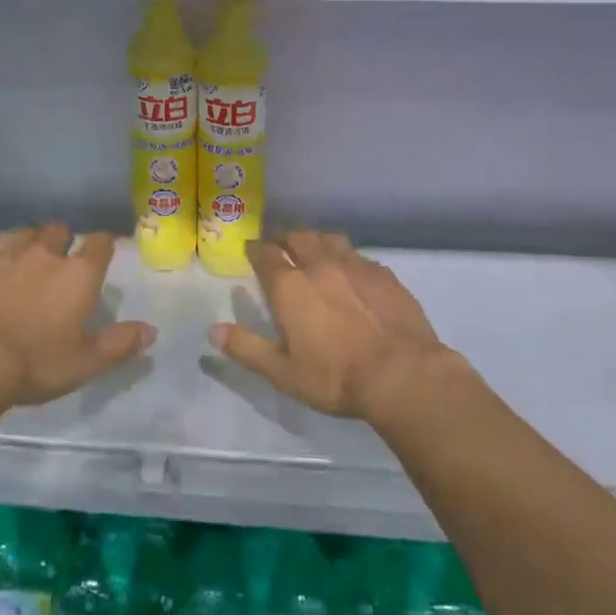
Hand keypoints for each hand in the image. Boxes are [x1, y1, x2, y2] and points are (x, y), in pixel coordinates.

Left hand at [0, 224, 154, 408]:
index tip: (105, 250)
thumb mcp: (86, 362)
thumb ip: (120, 344)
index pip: (100, 243)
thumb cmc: (36, 363)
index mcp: (79, 274)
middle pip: (59, 230)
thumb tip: (150, 331)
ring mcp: (7, 255)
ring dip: (30, 240)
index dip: (104, 244)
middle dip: (64, 239)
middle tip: (62, 259)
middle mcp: (45, 254)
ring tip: (29, 255)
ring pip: (24, 232)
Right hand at [210, 232, 450, 420]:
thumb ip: (246, 348)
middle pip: (298, 237)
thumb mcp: (282, 372)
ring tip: (313, 250)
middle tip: (280, 246)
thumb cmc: (335, 377)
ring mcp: (355, 266)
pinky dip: (346, 257)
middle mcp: (319, 265)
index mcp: (290, 286)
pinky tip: (351, 272)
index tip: (251, 249)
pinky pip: (358, 255)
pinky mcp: (384, 274)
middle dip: (285, 238)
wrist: (402, 374)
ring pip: (329, 239)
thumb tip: (213, 330)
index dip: (255, 248)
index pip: (265, 253)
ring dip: (316, 241)